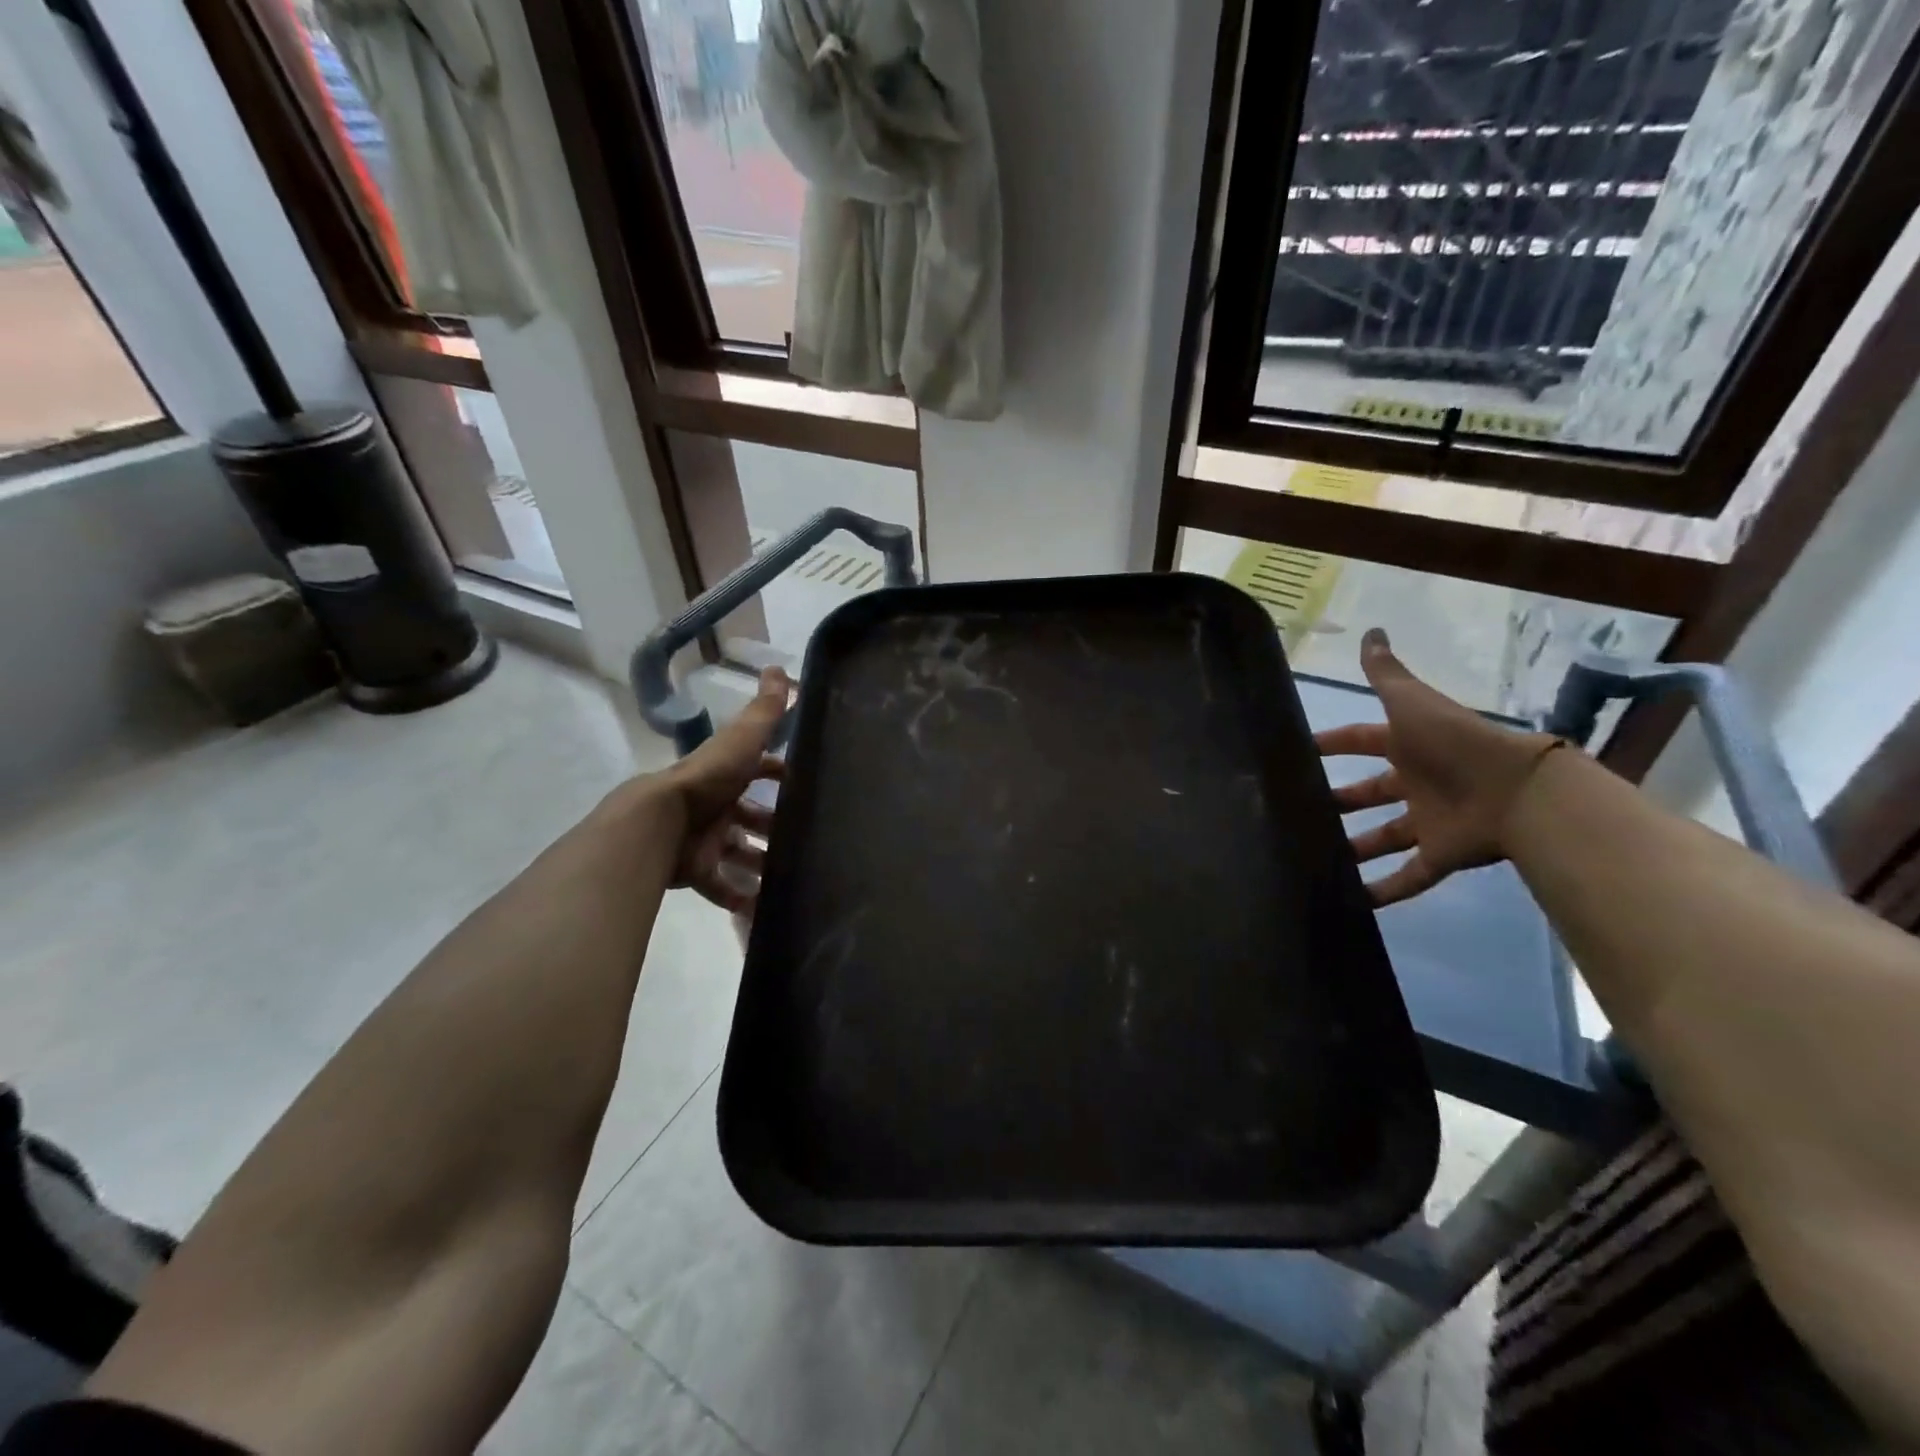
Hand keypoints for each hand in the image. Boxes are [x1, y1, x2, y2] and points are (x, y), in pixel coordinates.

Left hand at [660, 667, 790, 913]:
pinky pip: (719, 885)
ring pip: (738, 852)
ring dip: (760, 864)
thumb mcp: (741, 741)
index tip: (805, 788)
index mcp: (726, 774)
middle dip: (773, 827)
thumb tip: (781, 668)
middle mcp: (715, 805)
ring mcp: (704, 839)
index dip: (779, 775)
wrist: (658, 823)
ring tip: (790, 878)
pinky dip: (738, 896)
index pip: (758, 771)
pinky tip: (761, 907)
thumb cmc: (707, 780)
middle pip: (749, 817)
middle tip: (803, 841)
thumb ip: (765, 711)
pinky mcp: (695, 870)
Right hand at [1315, 629, 1563, 906]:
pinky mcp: (1442, 855)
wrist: (1517, 790)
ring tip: (1316, 858)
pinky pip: (1410, 876)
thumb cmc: (1453, 742)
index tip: (1299, 751)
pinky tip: (1354, 902)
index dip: (1332, 744)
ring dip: (1355, 849)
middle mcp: (1416, 782)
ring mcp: (1428, 820)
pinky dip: (1385, 891)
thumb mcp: (1412, 702)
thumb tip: (1372, 630)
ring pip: (1384, 837)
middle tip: (1299, 810)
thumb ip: (1387, 673)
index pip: (1361, 741)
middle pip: (1370, 793)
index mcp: (1408, 746)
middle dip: (1339, 801)